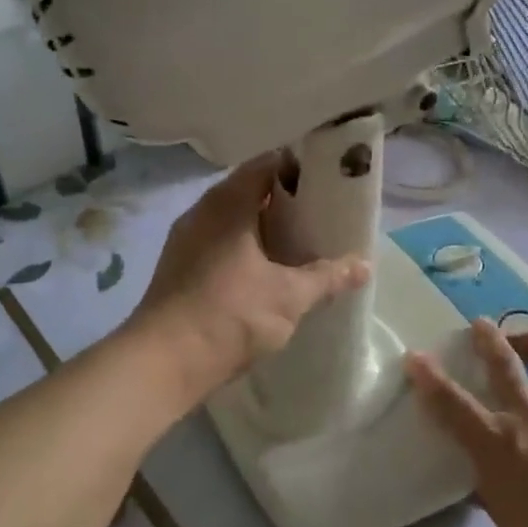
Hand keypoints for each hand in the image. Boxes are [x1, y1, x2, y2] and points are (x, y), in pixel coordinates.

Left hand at [132, 153, 370, 398]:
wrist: (163, 362)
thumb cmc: (229, 315)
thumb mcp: (289, 296)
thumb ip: (328, 277)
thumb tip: (364, 264)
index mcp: (227, 203)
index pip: (267, 164)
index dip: (299, 166)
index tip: (329, 178)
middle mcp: (202, 212)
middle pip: (250, 191)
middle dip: (286, 200)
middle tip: (322, 212)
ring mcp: (186, 240)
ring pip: (233, 220)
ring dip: (264, 227)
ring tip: (301, 241)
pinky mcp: (180, 268)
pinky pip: (220, 243)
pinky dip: (246, 248)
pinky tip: (267, 271)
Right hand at [405, 320, 527, 526]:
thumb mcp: (502, 516)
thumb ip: (488, 480)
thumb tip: (480, 469)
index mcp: (497, 443)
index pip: (452, 402)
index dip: (429, 377)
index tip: (415, 357)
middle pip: (504, 362)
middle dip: (487, 338)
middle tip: (479, 325)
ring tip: (526, 342)